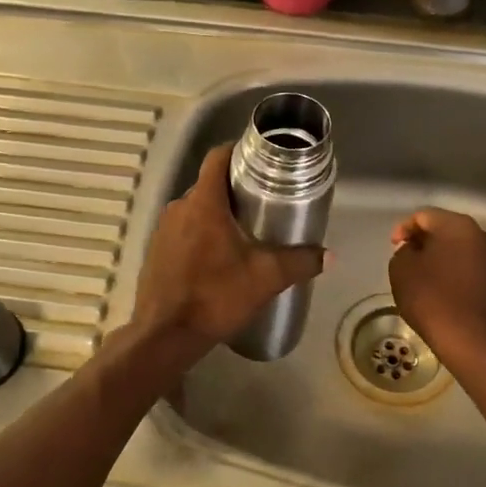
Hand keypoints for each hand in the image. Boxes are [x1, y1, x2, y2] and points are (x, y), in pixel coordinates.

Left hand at [131, 143, 326, 359]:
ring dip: (219, 214)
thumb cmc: (216, 296)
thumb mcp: (266, 278)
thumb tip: (329, 256)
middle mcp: (178, 208)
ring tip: (246, 231)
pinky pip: (183, 231)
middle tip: (265, 202)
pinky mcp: (156, 252)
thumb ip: (300, 262)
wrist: (165, 335)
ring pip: (196, 209)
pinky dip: (202, 234)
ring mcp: (163, 230)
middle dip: (236, 189)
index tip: (262, 160)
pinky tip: (219, 257)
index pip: (217, 157)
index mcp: (203, 202)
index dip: (239, 151)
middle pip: (209, 184)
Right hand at [388, 208, 485, 372]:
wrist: (471, 339)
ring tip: (420, 276)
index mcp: (458, 226)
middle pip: (444, 230)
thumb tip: (415, 251)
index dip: (403, 228)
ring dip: (437, 257)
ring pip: (457, 249)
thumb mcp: (401, 269)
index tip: (393, 247)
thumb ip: (404, 251)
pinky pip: (467, 268)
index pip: (423, 216)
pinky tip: (438, 290)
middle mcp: (481, 236)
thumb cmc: (432, 298)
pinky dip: (450, 272)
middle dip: (422, 241)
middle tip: (404, 259)